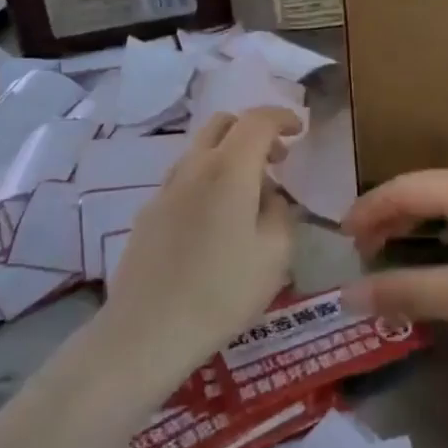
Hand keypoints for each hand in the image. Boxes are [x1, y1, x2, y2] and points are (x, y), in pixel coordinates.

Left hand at [103, 108, 300, 377]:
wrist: (148, 330)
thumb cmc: (223, 291)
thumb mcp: (276, 253)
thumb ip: (280, 212)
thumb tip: (270, 196)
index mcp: (228, 168)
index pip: (257, 120)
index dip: (282, 117)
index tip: (299, 129)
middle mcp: (193, 167)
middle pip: (222, 123)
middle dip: (253, 130)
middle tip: (276, 159)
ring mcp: (165, 188)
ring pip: (200, 150)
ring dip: (229, 155)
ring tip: (249, 195)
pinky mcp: (148, 213)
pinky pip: (184, 179)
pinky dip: (208, 179)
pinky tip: (217, 221)